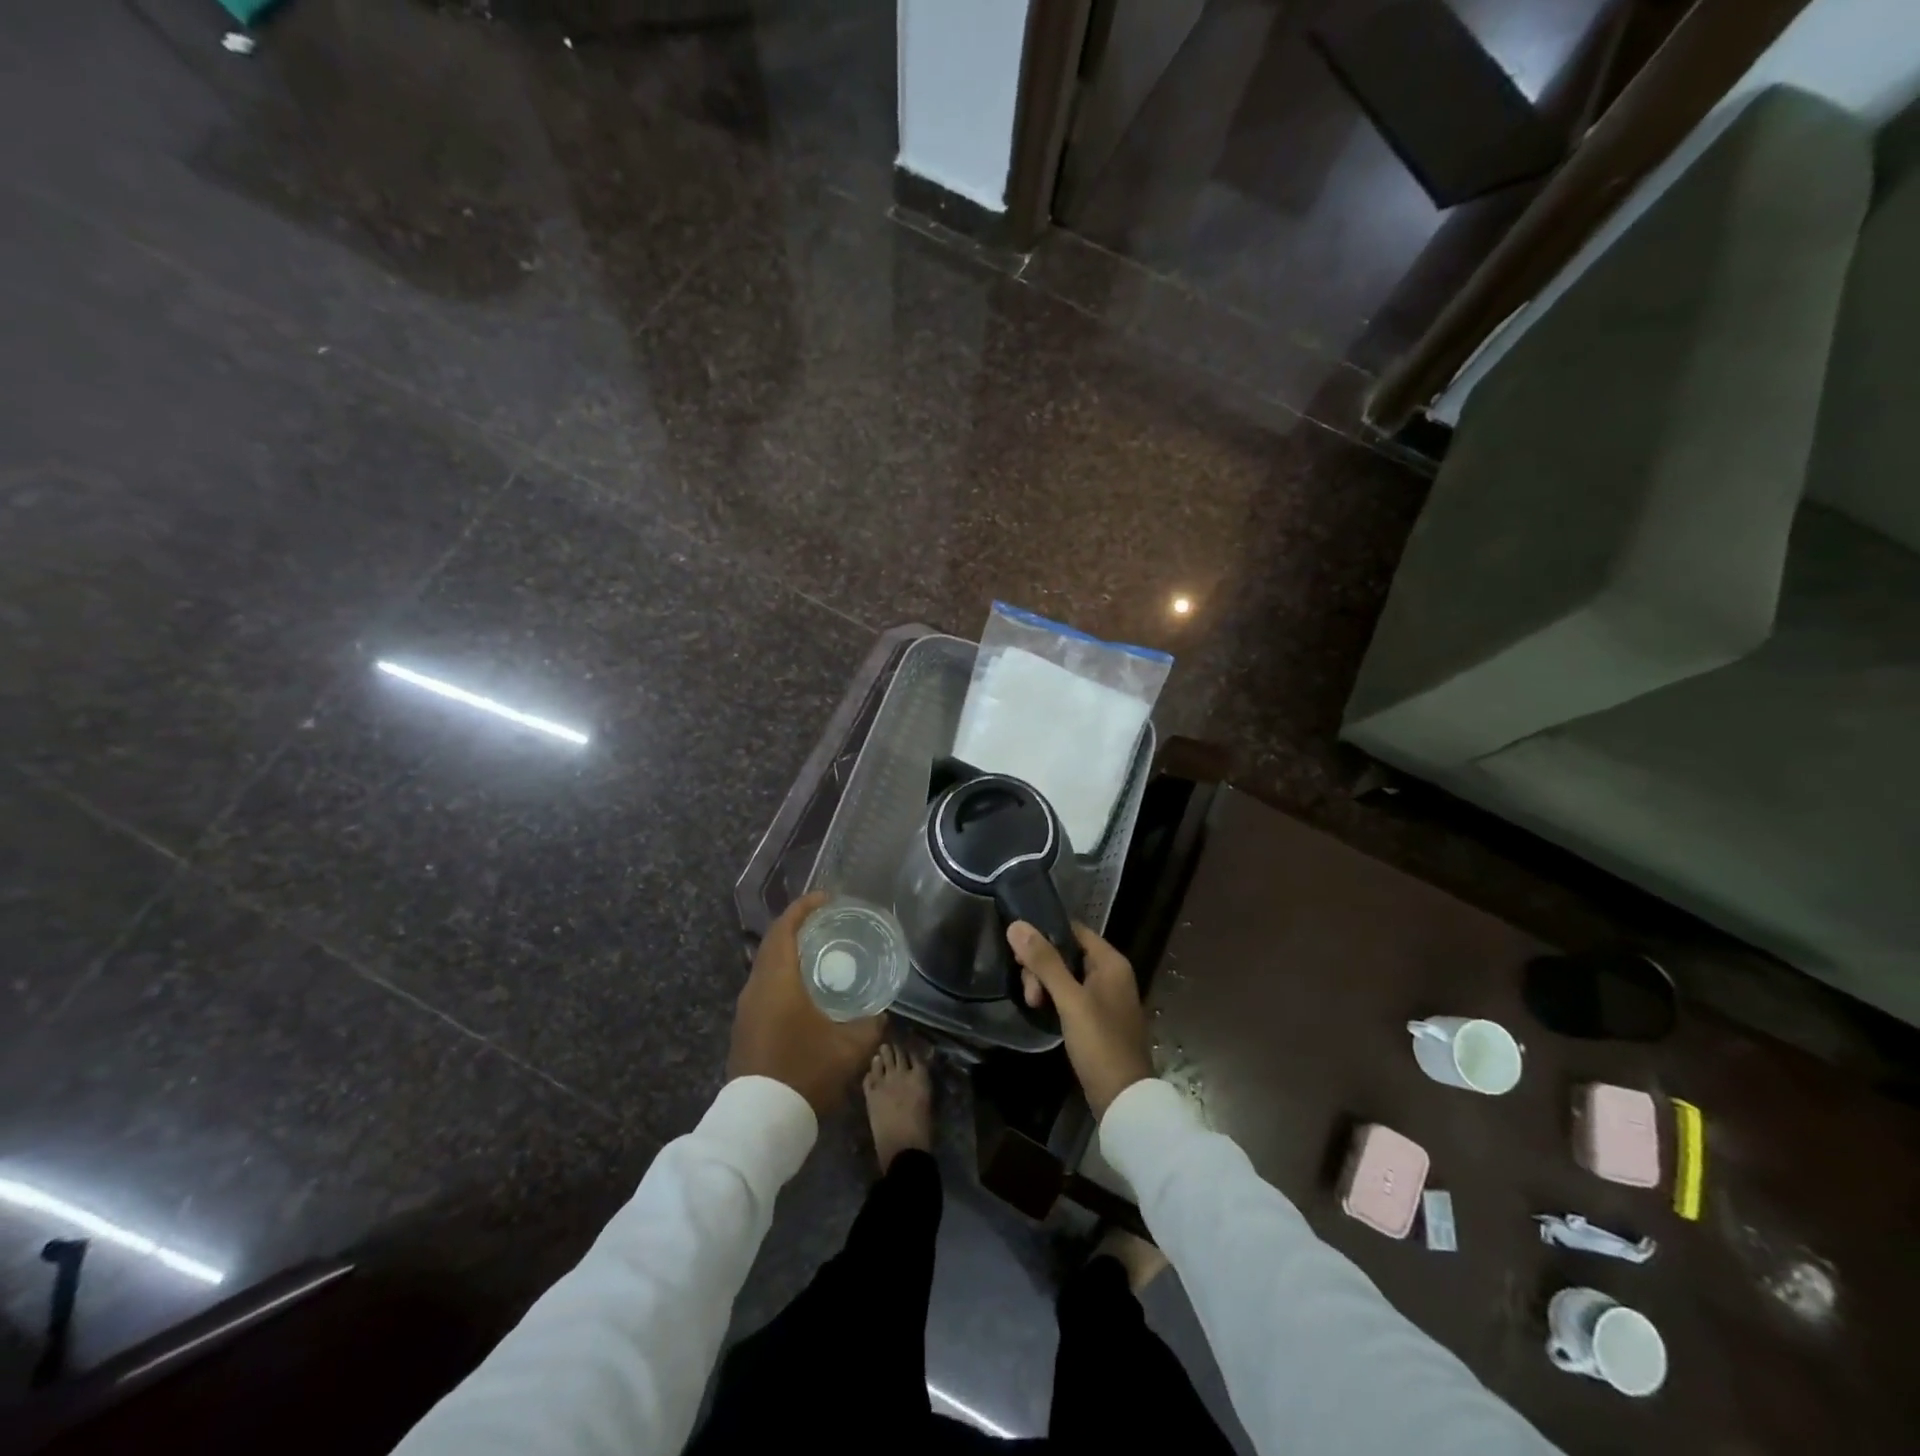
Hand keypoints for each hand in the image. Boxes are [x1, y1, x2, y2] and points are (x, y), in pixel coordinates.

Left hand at [729, 892, 885, 1116]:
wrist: (760, 1121)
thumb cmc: (805, 1072)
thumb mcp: (850, 1048)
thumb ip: (870, 1024)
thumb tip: (881, 1012)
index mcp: (778, 979)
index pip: (785, 927)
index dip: (805, 907)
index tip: (828, 898)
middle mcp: (756, 986)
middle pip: (774, 942)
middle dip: (799, 926)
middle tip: (829, 922)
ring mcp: (747, 1008)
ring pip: (767, 965)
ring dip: (790, 951)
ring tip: (821, 951)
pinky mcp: (745, 1027)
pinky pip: (765, 985)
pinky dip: (784, 973)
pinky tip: (806, 988)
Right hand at [1008, 921, 1153, 1118]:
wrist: (1123, 1099)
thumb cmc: (1100, 1043)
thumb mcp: (1070, 1000)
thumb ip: (1045, 962)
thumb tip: (1016, 925)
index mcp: (1112, 962)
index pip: (1074, 929)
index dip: (1046, 934)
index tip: (1019, 950)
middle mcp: (1111, 974)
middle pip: (1067, 953)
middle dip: (1042, 966)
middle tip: (1028, 991)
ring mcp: (1105, 997)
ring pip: (1065, 975)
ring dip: (1045, 984)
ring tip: (1033, 1005)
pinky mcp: (1097, 1018)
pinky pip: (1070, 995)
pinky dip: (1054, 998)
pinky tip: (1041, 1010)